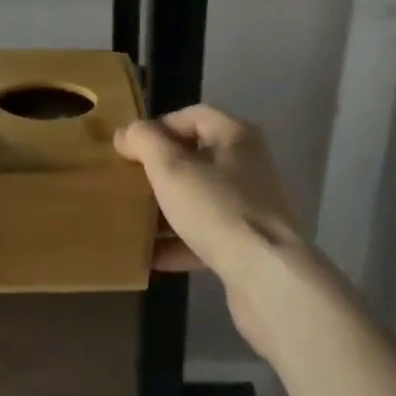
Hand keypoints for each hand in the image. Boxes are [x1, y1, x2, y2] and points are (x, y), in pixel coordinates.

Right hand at [114, 104, 310, 352]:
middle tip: (128, 181)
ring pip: (200, 198)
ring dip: (168, 208)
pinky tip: (151, 256)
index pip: (192, 116)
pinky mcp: (249, 245)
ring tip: (134, 218)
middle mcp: (248, 165)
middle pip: (196, 157)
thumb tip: (127, 133)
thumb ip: (145, 141)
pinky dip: (180, 243)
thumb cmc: (217, 208)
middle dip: (160, 169)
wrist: (268, 279)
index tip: (129, 148)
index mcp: (236, 136)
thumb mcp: (171, 167)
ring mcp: (251, 207)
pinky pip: (207, 235)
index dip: (158, 127)